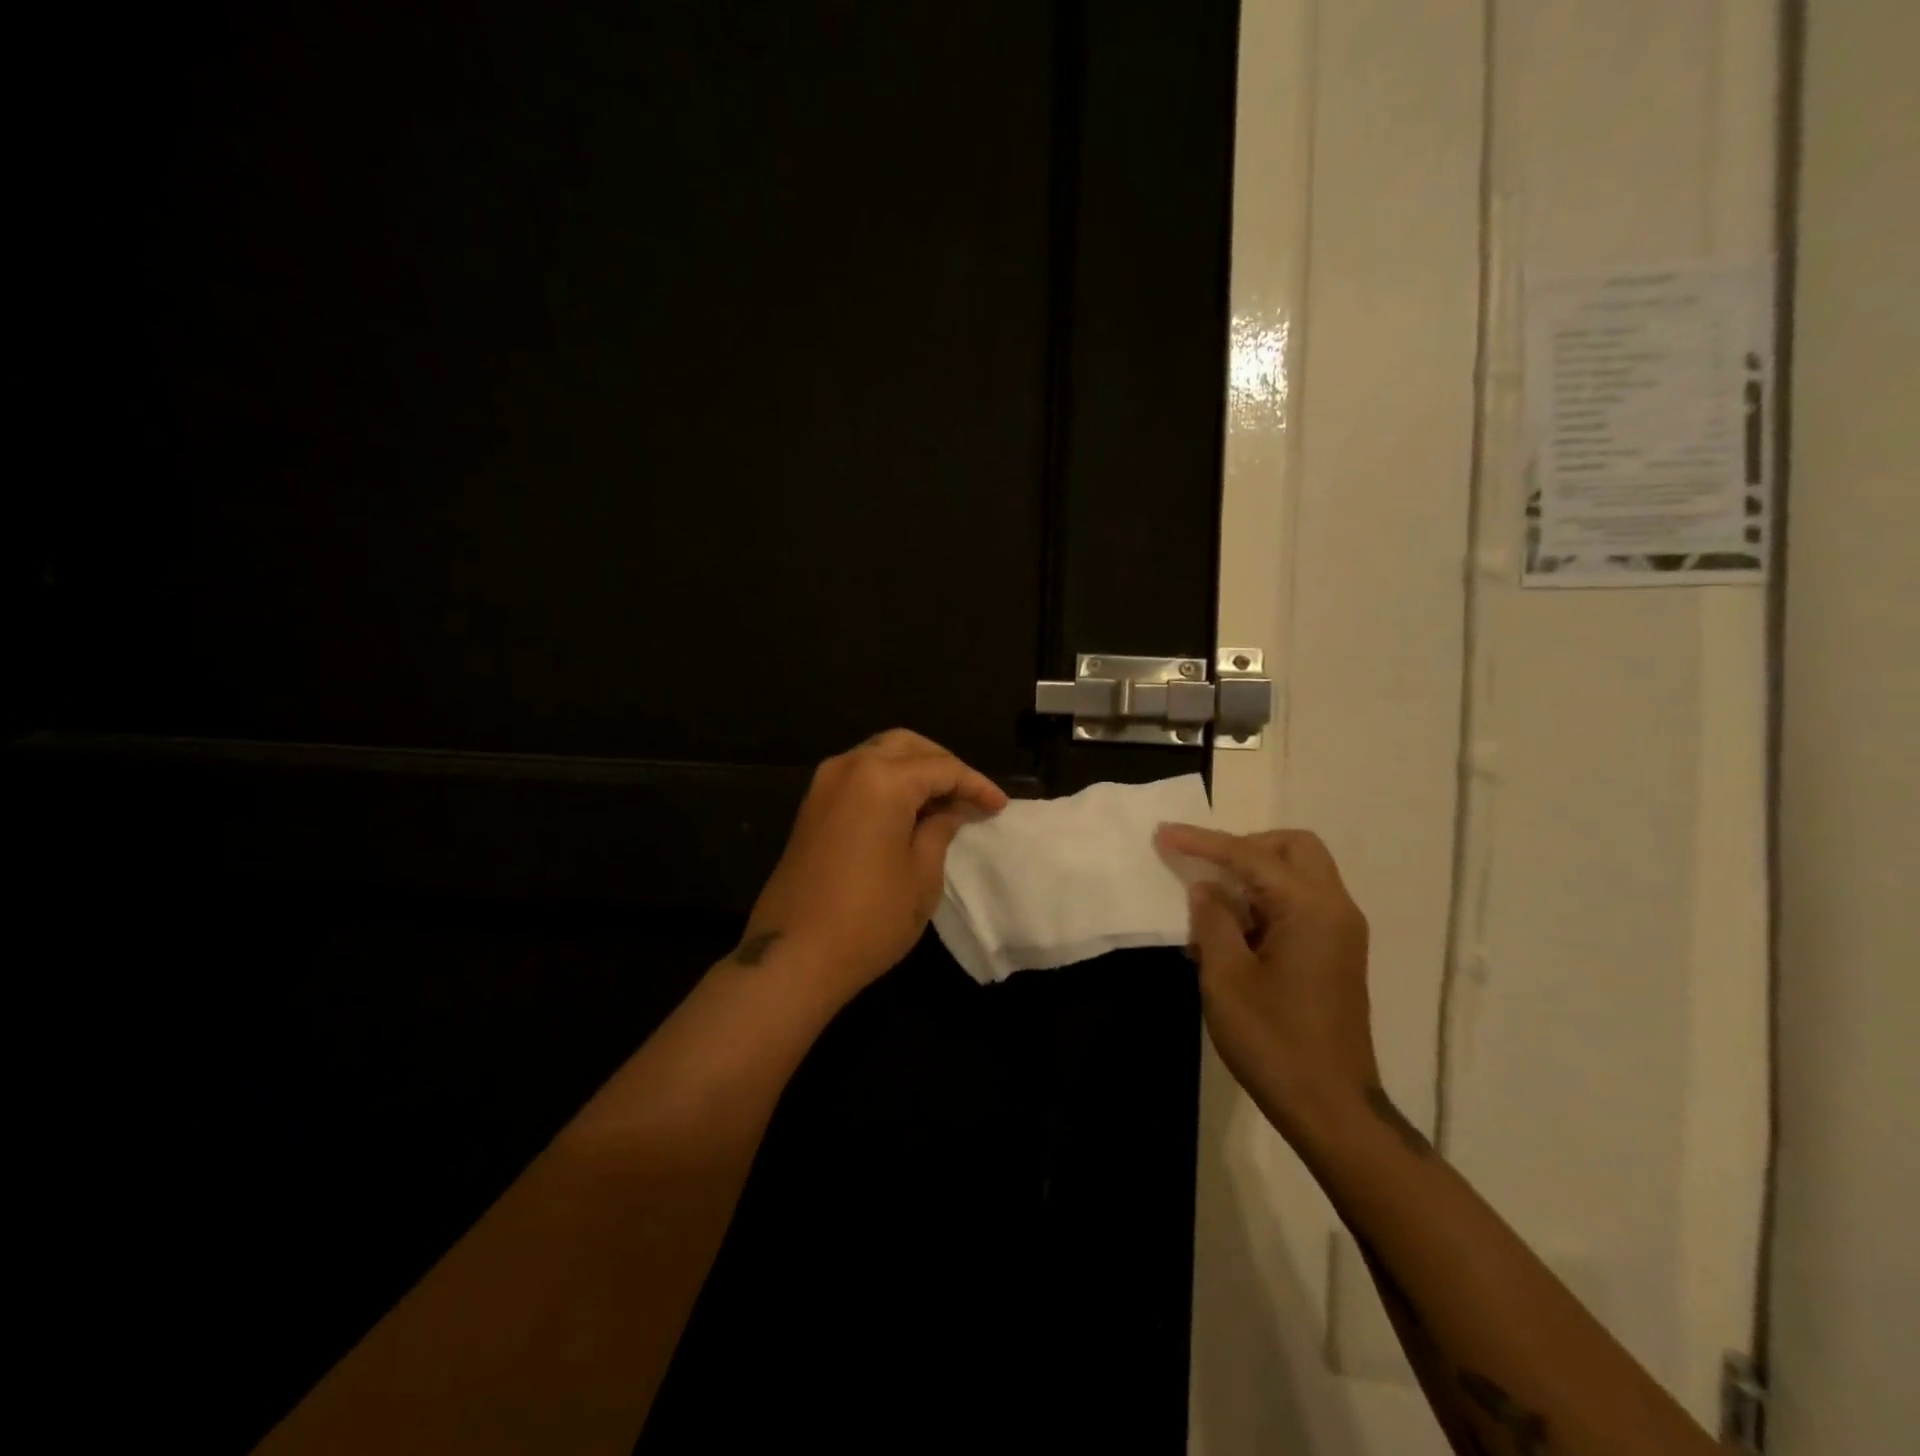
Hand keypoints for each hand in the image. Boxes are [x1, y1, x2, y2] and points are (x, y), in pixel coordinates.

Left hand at [745, 729, 1008, 1002]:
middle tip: (968, 794)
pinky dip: (886, 783)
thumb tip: (951, 809)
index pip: (942, 768)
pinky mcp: (811, 807)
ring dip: (912, 770)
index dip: (975, 785)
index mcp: (882, 779)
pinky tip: (907, 811)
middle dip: (942, 764)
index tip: (999, 806)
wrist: (794, 956)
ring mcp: (824, 785)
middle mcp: (849, 768)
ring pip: (878, 755)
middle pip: (905, 746)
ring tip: (942, 802)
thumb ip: (940, 829)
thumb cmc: (870, 918)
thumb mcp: (921, 875)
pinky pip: (857, 777)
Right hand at [1155, 824, 1378, 1144]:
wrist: (1332, 1108)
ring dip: (1253, 876)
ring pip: (1298, 874)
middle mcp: (1335, 909)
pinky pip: (1299, 903)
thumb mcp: (1226, 978)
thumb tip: (1205, 888)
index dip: (1203, 842)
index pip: (1250, 856)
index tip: (1163, 833)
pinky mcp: (1336, 953)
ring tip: (1209, 906)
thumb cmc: (1274, 1042)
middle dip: (1244, 847)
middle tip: (1204, 867)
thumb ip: (1213, 920)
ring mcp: (1340, 931)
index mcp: (1310, 909)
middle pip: (1292, 848)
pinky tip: (1230, 932)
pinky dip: (1265, 902)